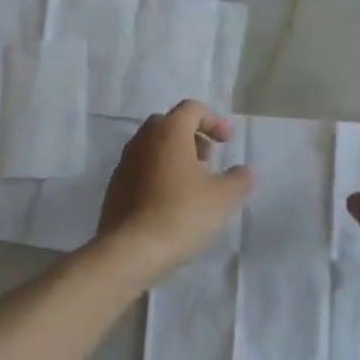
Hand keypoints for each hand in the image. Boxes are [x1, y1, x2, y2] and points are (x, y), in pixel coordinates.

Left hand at [99, 101, 252, 276]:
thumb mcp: (223, 198)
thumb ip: (239, 179)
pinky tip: (170, 203)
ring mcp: (124, 163)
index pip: (192, 109)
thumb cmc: (182, 214)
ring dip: (175, 156)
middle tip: (209, 161)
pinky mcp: (115, 187)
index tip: (227, 143)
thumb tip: (245, 171)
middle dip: (193, 137)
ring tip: (192, 185)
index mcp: (169, 132)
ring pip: (153, 147)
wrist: (130, 251)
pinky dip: (158, 174)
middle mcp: (143, 140)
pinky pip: (141, 169)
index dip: (214, 121)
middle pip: (170, 124)